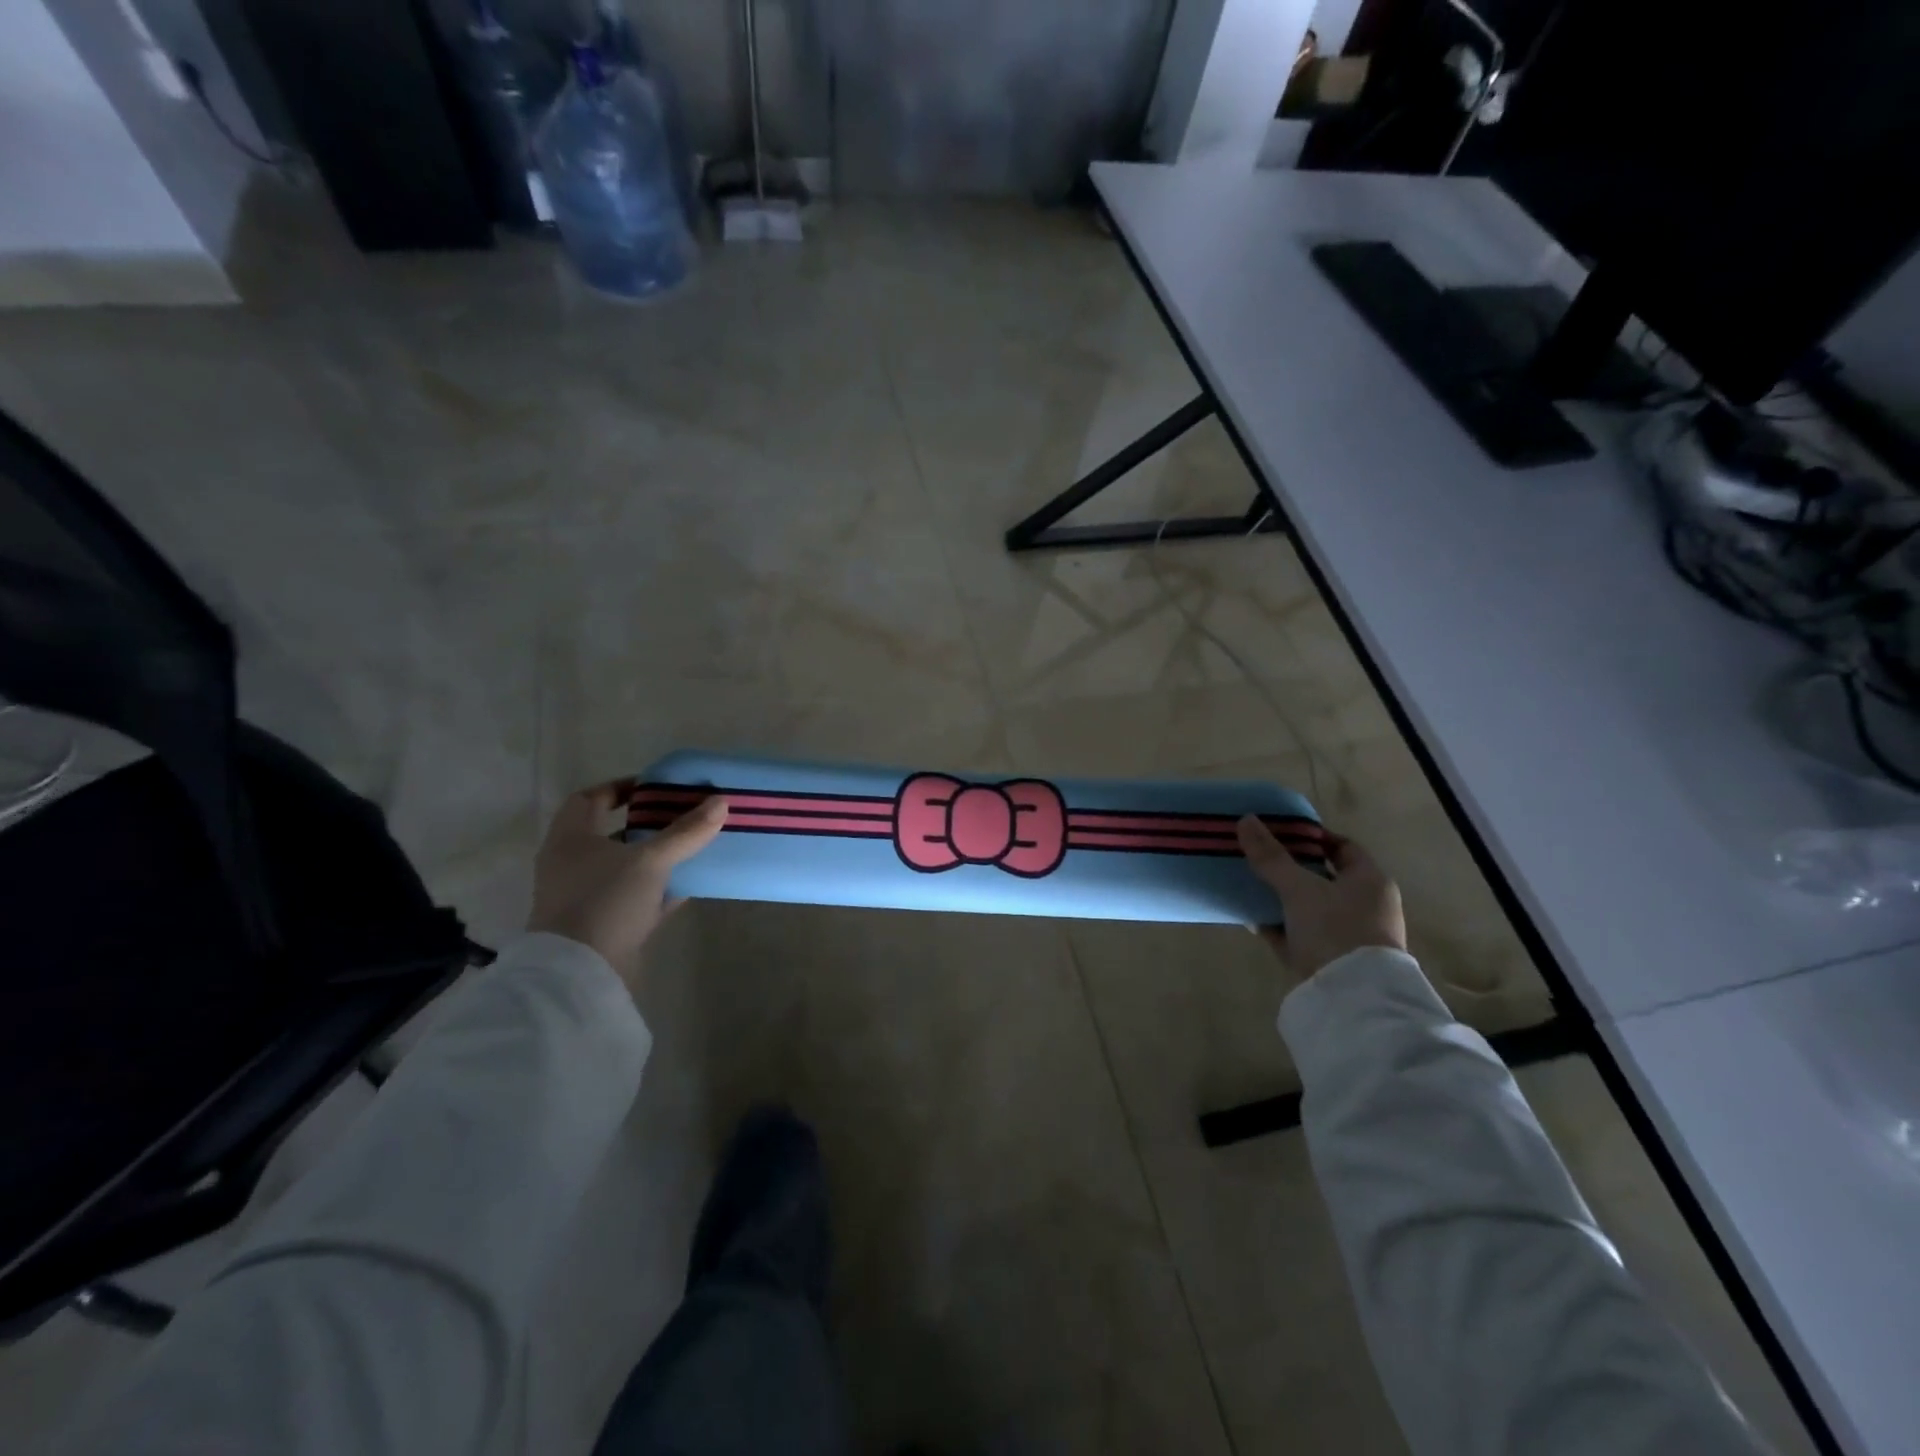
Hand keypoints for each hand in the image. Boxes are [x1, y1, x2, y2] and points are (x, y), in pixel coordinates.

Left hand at [528, 782, 726, 989]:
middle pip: (612, 833)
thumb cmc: (606, 901)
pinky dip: (661, 889)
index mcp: (571, 840)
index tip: (656, 788)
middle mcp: (573, 865)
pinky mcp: (605, 925)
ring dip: (657, 857)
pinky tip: (691, 884)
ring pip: (628, 867)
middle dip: (648, 824)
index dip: (621, 788)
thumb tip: (721, 801)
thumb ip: (686, 831)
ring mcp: (587, 897)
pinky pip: (637, 898)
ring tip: (694, 846)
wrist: (581, 974)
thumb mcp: (651, 860)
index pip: (590, 799)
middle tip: (684, 815)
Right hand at [1237, 816, 1406, 980]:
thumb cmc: (1335, 929)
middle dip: (1288, 867)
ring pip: (1308, 907)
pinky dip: (1279, 926)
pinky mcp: (1330, 960)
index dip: (1311, 836)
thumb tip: (1245, 819)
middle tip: (1257, 856)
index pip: (1342, 846)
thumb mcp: (1299, 888)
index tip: (1278, 832)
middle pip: (1322, 877)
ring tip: (1248, 884)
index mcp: (1370, 881)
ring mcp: (1348, 935)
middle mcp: (1365, 905)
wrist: (1351, 998)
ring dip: (1281, 897)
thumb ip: (1271, 857)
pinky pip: (1299, 934)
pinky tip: (1252, 919)